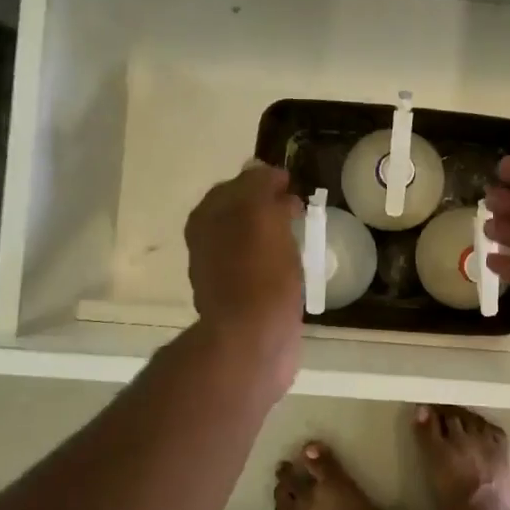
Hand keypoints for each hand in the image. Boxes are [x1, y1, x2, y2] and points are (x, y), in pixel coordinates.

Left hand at [185, 164, 303, 384]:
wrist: (253, 339)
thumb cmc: (258, 273)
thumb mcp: (260, 215)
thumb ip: (258, 187)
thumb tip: (261, 170)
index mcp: (207, 218)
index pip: (236, 185)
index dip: (264, 181)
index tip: (293, 183)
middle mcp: (208, 242)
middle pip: (241, 213)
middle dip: (268, 206)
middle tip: (300, 208)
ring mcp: (223, 273)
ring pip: (251, 241)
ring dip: (273, 234)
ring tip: (302, 235)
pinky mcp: (242, 301)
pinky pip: (260, 269)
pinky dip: (276, 262)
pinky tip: (295, 267)